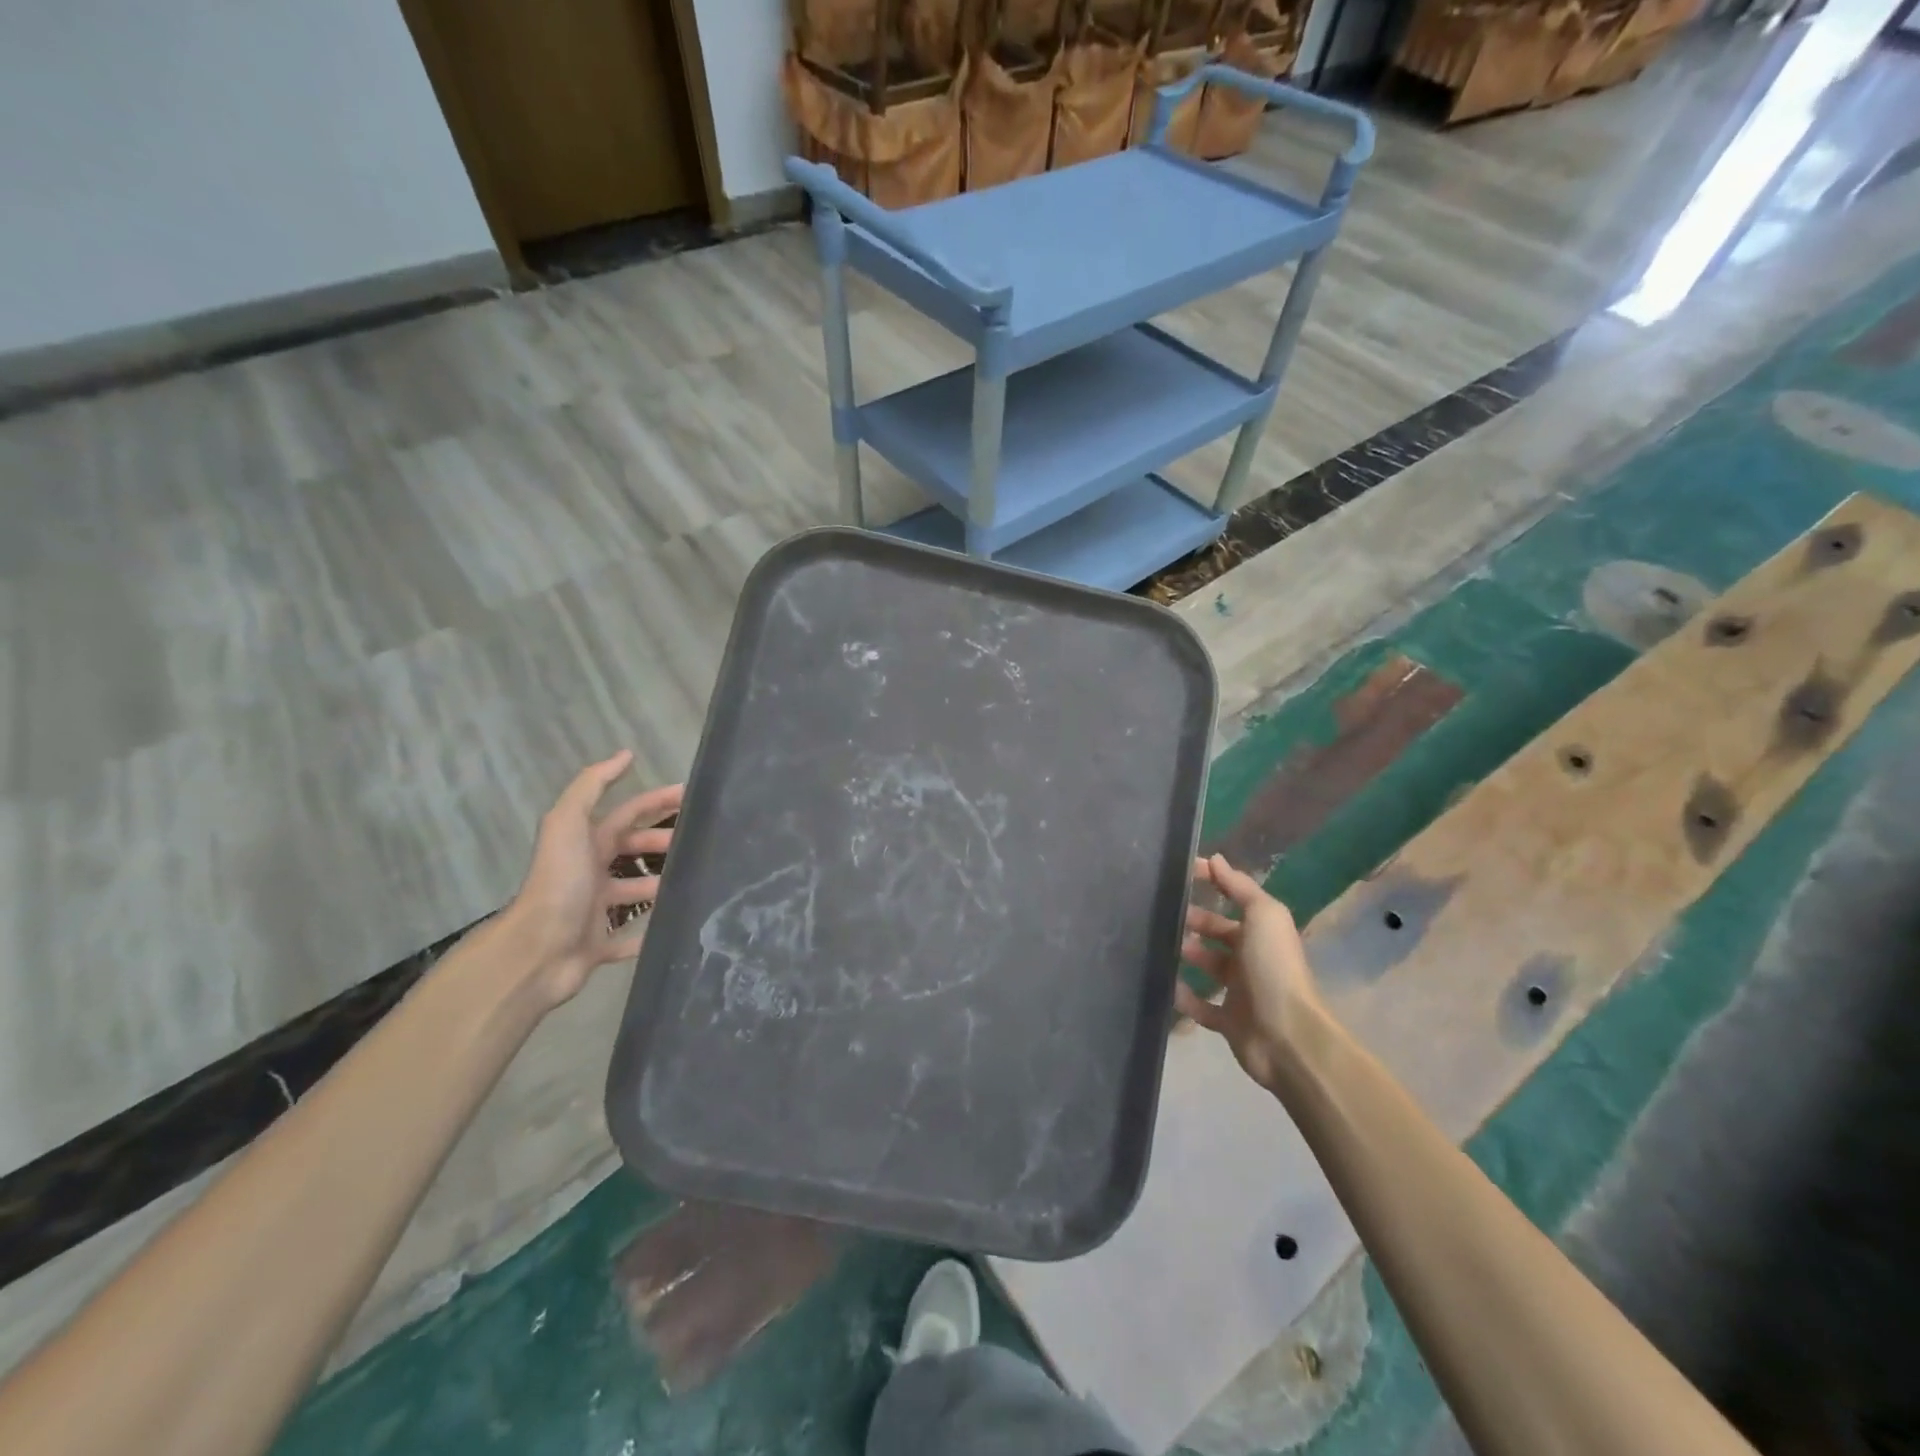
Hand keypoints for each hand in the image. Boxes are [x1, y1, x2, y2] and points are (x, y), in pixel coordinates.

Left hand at [502, 751, 682, 1008]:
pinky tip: (672, 927)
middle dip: (662, 841)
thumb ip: (592, 786)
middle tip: (699, 843)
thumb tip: (625, 755)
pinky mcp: (598, 946)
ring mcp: (593, 911)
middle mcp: (588, 873)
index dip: (657, 802)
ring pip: (633, 892)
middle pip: (631, 849)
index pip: (627, 814)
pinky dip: (646, 934)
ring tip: (693, 881)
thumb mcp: (569, 823)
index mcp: (584, 843)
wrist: (537, 950)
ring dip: (659, 885)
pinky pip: (627, 940)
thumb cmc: (560, 883)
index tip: (692, 797)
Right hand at [1175, 854, 1325, 1090]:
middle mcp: (1252, 957)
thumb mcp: (1263, 916)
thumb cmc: (1274, 968)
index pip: (1233, 897)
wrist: (1287, 1037)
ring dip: (1186, 955)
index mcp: (1262, 930)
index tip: (1179, 873)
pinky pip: (1200, 1006)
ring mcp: (1240, 991)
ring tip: (1157, 945)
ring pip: (1207, 966)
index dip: (1211, 882)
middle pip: (1217, 932)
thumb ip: (1239, 887)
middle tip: (1161, 913)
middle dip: (1193, 921)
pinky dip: (1183, 997)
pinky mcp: (1228, 1022)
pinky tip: (1165, 985)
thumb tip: (1214, 858)